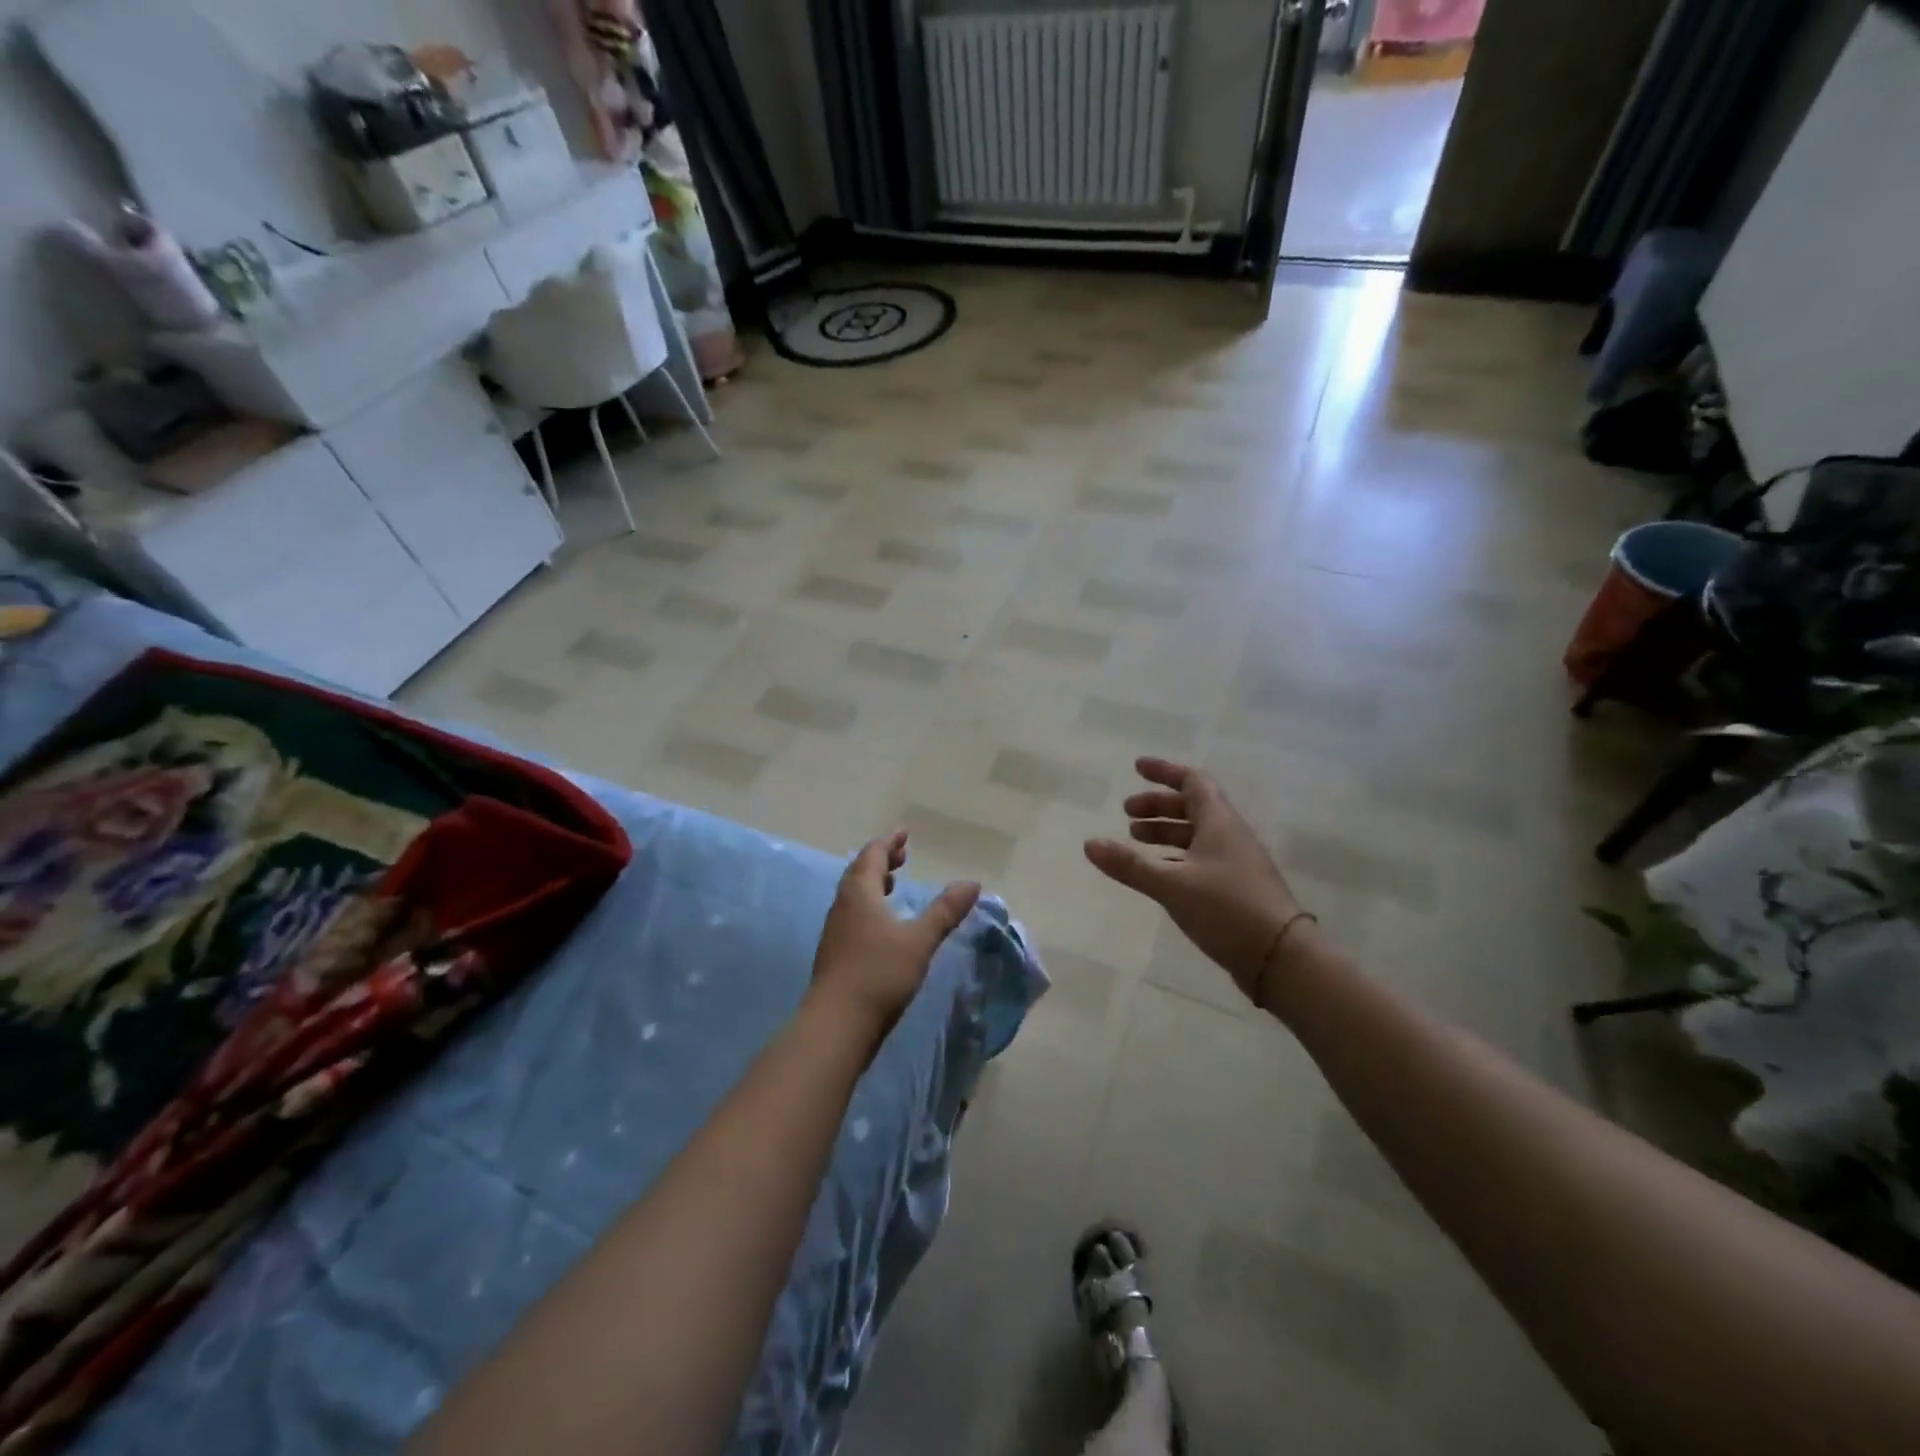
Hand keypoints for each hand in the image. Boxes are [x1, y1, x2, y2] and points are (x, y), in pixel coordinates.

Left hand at [810, 831, 980, 1040]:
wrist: (836, 1025)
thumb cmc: (879, 974)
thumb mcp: (919, 940)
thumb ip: (945, 911)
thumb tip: (972, 883)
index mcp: (859, 893)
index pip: (872, 855)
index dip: (889, 843)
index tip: (903, 834)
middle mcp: (842, 906)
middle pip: (859, 872)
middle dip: (881, 860)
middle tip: (901, 855)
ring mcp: (835, 931)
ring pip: (853, 895)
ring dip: (873, 883)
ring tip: (892, 884)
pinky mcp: (835, 954)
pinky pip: (852, 915)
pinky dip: (869, 906)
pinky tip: (882, 924)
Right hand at [1084, 757, 1305, 1005]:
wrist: (1282, 958)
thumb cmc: (1227, 909)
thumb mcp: (1172, 885)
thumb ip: (1130, 865)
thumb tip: (1089, 843)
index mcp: (1219, 822)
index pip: (1192, 781)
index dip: (1164, 771)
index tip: (1136, 768)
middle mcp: (1230, 835)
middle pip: (1192, 807)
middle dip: (1158, 805)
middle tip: (1126, 814)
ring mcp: (1236, 862)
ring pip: (1196, 834)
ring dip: (1165, 831)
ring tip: (1135, 839)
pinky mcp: (1237, 887)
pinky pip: (1201, 858)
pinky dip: (1175, 856)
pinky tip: (1159, 872)